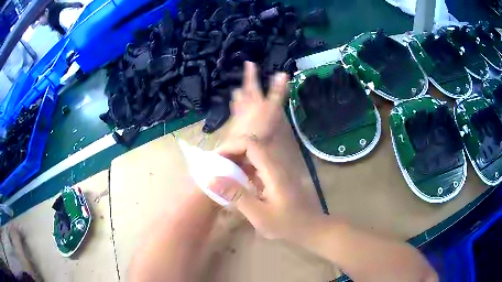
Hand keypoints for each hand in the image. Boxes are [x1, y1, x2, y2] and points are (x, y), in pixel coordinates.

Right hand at [211, 62, 323, 242]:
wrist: (311, 228)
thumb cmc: (288, 225)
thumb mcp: (260, 215)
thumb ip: (237, 196)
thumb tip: (212, 177)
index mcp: (273, 169)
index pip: (252, 144)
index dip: (233, 146)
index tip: (218, 158)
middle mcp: (277, 160)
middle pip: (261, 131)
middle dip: (246, 114)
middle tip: (236, 93)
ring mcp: (279, 164)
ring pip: (262, 138)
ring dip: (250, 123)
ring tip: (239, 99)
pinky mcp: (277, 170)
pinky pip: (261, 151)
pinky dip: (248, 144)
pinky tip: (240, 144)